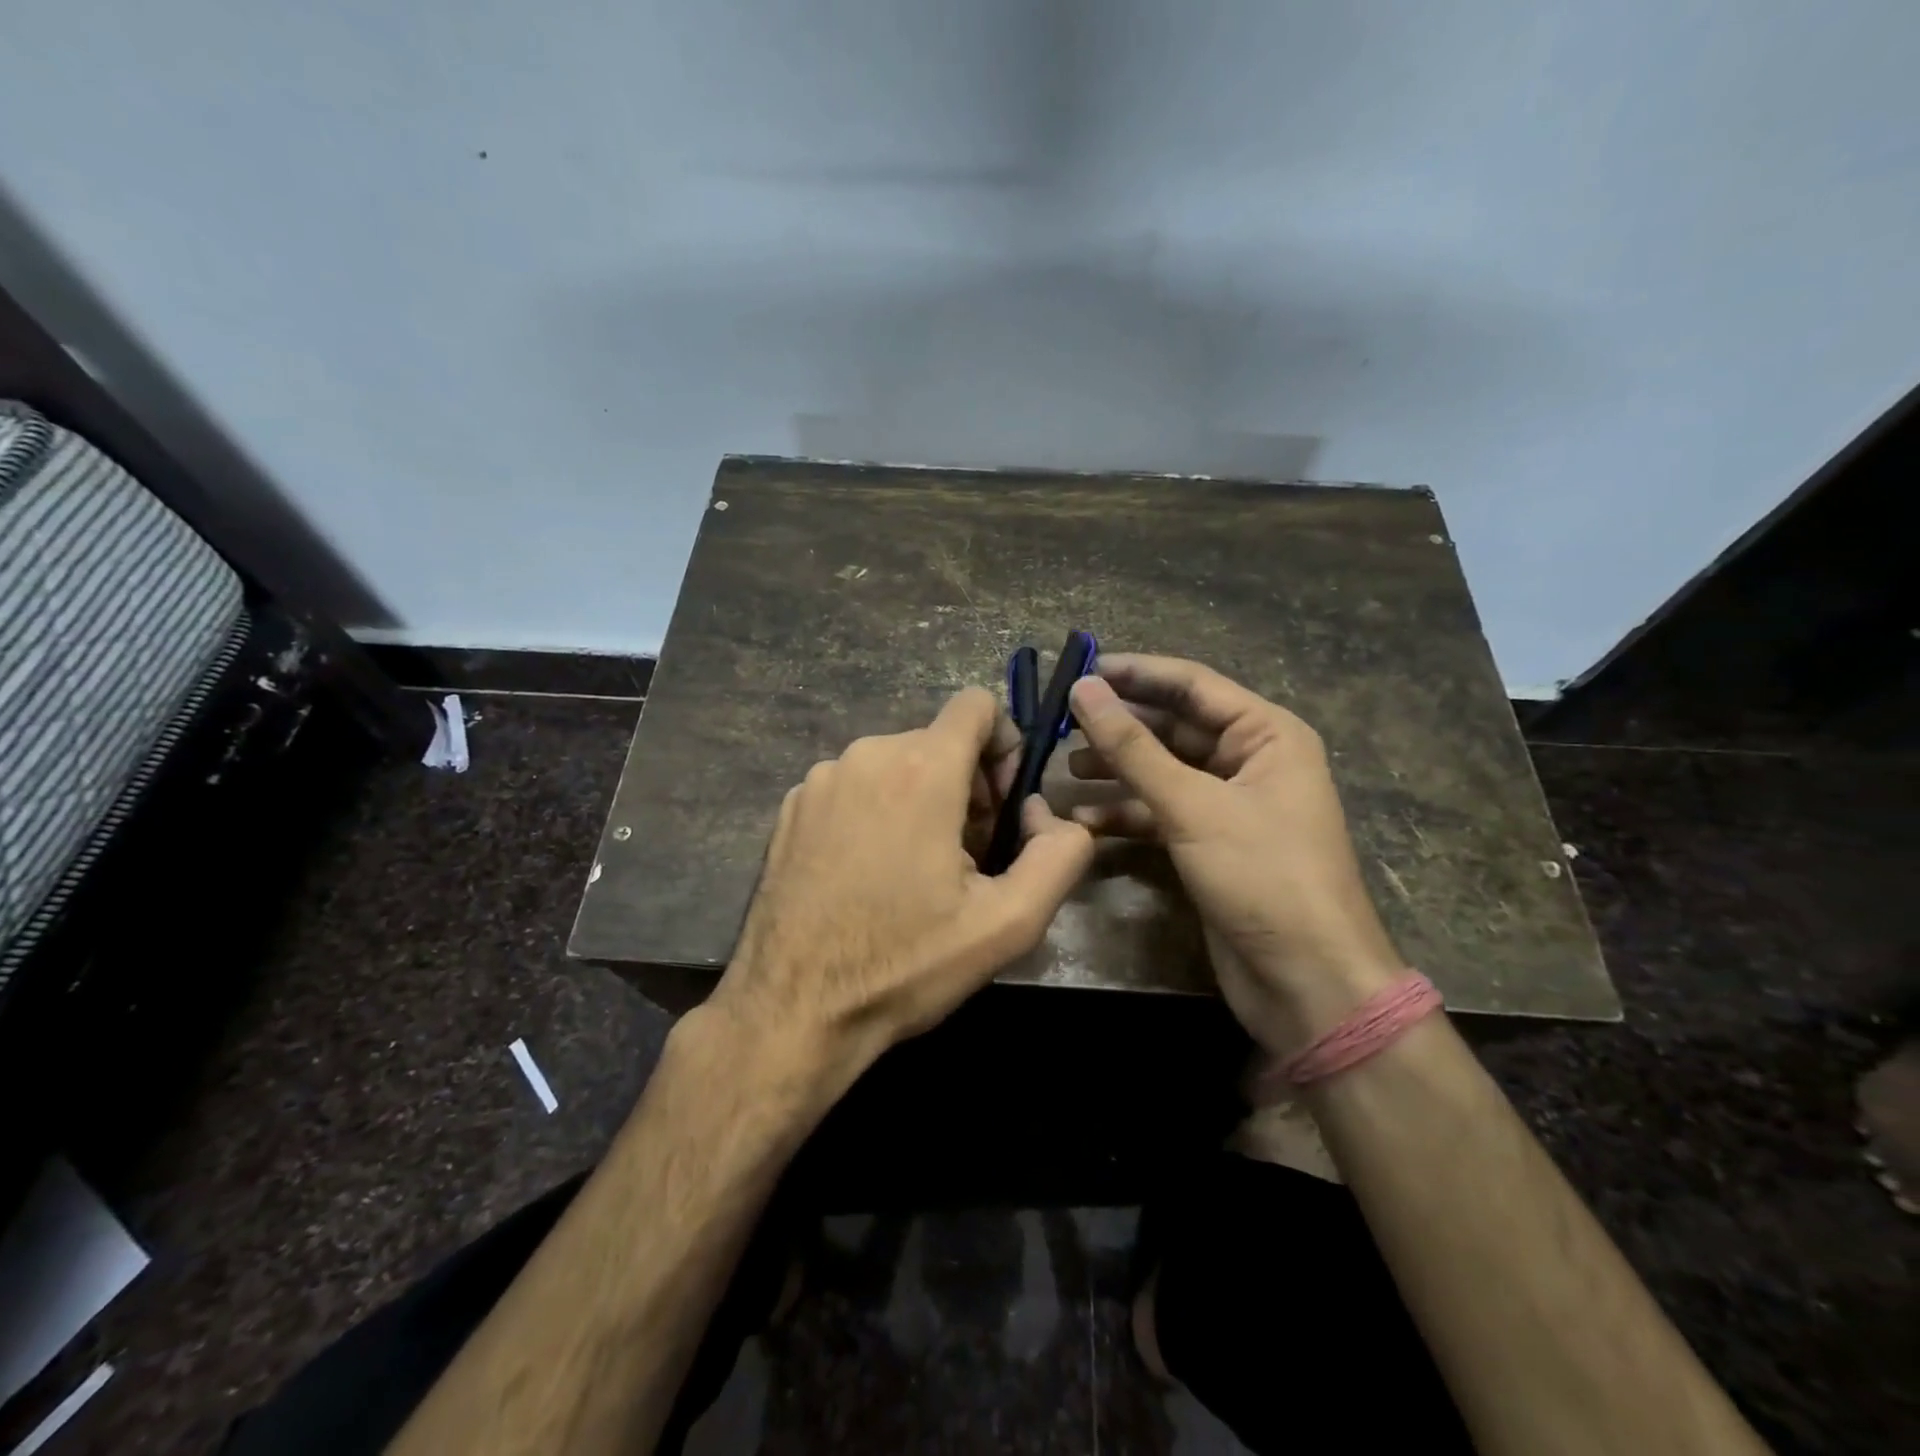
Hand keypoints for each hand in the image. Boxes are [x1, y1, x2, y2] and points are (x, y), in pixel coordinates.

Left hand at [710, 687, 1094, 1084]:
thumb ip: (1059, 854)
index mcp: (920, 769)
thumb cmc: (905, 964)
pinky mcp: (790, 808)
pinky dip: (874, 813)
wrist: (793, 1010)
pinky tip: (868, 876)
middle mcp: (865, 756)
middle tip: (966, 857)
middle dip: (966, 786)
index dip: (1004, 745)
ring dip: (920, 801)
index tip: (1001, 805)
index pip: (977, 705)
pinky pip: (853, 788)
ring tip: (916, 873)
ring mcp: (819, 780)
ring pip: (895, 765)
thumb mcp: (1009, 923)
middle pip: (938, 742)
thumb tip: (1046, 812)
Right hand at [1067, 655, 1404, 1054]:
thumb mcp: (1193, 806)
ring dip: (1116, 769)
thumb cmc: (1262, 876)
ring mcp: (1229, 804)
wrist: (1307, 982)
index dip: (1135, 674)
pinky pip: (1160, 812)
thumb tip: (1083, 689)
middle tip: (1061, 722)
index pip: (1192, 684)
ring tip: (1064, 768)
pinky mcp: (1209, 843)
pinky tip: (1082, 820)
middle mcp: (1250, 760)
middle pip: (1173, 726)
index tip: (1079, 670)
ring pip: (1162, 770)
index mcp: (1266, 734)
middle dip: (1120, 725)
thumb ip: (1133, 747)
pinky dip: (1124, 813)